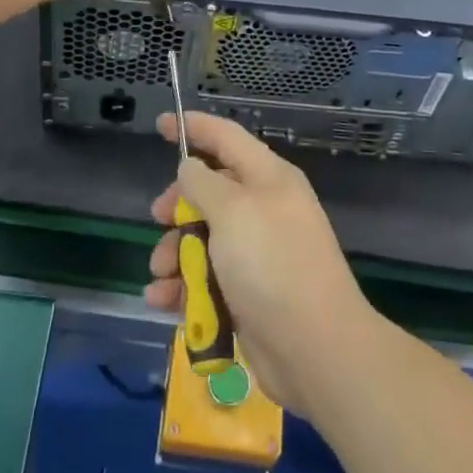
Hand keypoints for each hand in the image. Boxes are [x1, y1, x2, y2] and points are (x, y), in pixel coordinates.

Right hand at [146, 113, 378, 415]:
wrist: (314, 348)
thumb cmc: (272, 264)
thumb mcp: (233, 211)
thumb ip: (204, 183)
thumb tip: (190, 167)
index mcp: (268, 178)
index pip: (226, 138)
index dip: (194, 127)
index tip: (159, 124)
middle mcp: (263, 209)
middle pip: (210, 191)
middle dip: (178, 205)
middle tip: (158, 218)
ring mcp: (256, 254)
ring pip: (203, 239)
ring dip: (175, 253)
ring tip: (161, 273)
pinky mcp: (246, 294)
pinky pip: (205, 279)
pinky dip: (182, 287)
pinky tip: (162, 300)